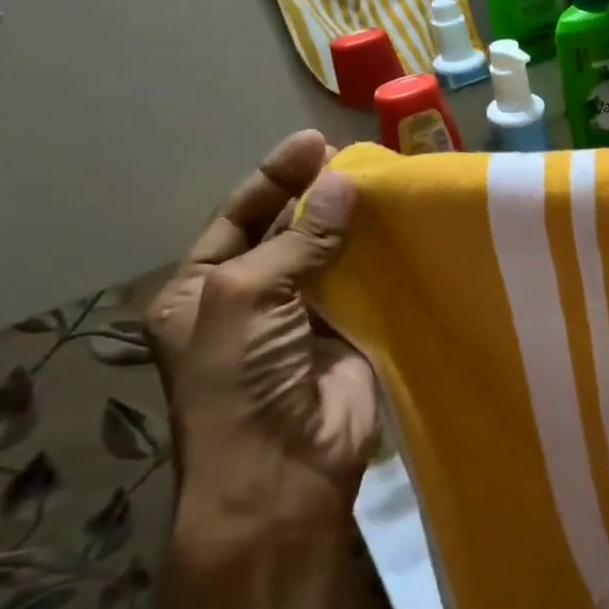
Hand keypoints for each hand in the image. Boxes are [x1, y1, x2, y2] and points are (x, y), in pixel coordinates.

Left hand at [146, 131, 376, 551]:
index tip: (313, 141)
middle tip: (359, 159)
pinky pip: (368, 287)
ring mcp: (304, 318)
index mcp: (201, 288)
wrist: (283, 466)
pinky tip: (407, 231)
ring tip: (390, 185)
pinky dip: (384, 260)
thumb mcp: (245, 296)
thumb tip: (341, 184)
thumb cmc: (238, 378)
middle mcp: (251, 299)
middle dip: (318, 197)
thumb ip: (296, 239)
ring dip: (357, 226)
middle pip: (289, 232)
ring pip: (333, 258)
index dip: (273, 177)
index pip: (238, 216)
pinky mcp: (351, 335)